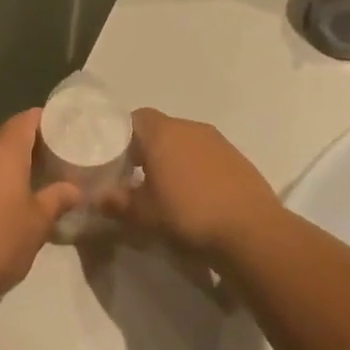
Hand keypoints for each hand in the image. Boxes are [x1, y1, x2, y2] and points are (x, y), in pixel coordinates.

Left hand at [0, 110, 80, 302]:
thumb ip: (57, 200)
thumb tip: (74, 189)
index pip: (25, 120)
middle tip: (46, 161)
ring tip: (22, 186)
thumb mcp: (37, 224)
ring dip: (0, 167)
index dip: (44, 120)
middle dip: (23, 145)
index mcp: (2, 153)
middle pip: (2, 137)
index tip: (60, 128)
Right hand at [103, 109, 281, 261]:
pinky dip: (196, 167)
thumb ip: (117, 202)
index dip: (122, 135)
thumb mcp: (144, 215)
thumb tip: (98, 197)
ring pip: (185, 141)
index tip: (115, 158)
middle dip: (147, 148)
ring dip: (173, 158)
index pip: (135, 118)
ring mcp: (218, 141)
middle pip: (160, 128)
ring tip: (167, 187)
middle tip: (136, 175)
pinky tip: (196, 194)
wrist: (251, 231)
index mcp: (162, 133)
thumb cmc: (188, 215)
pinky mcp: (237, 157)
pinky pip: (206, 154)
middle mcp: (190, 128)